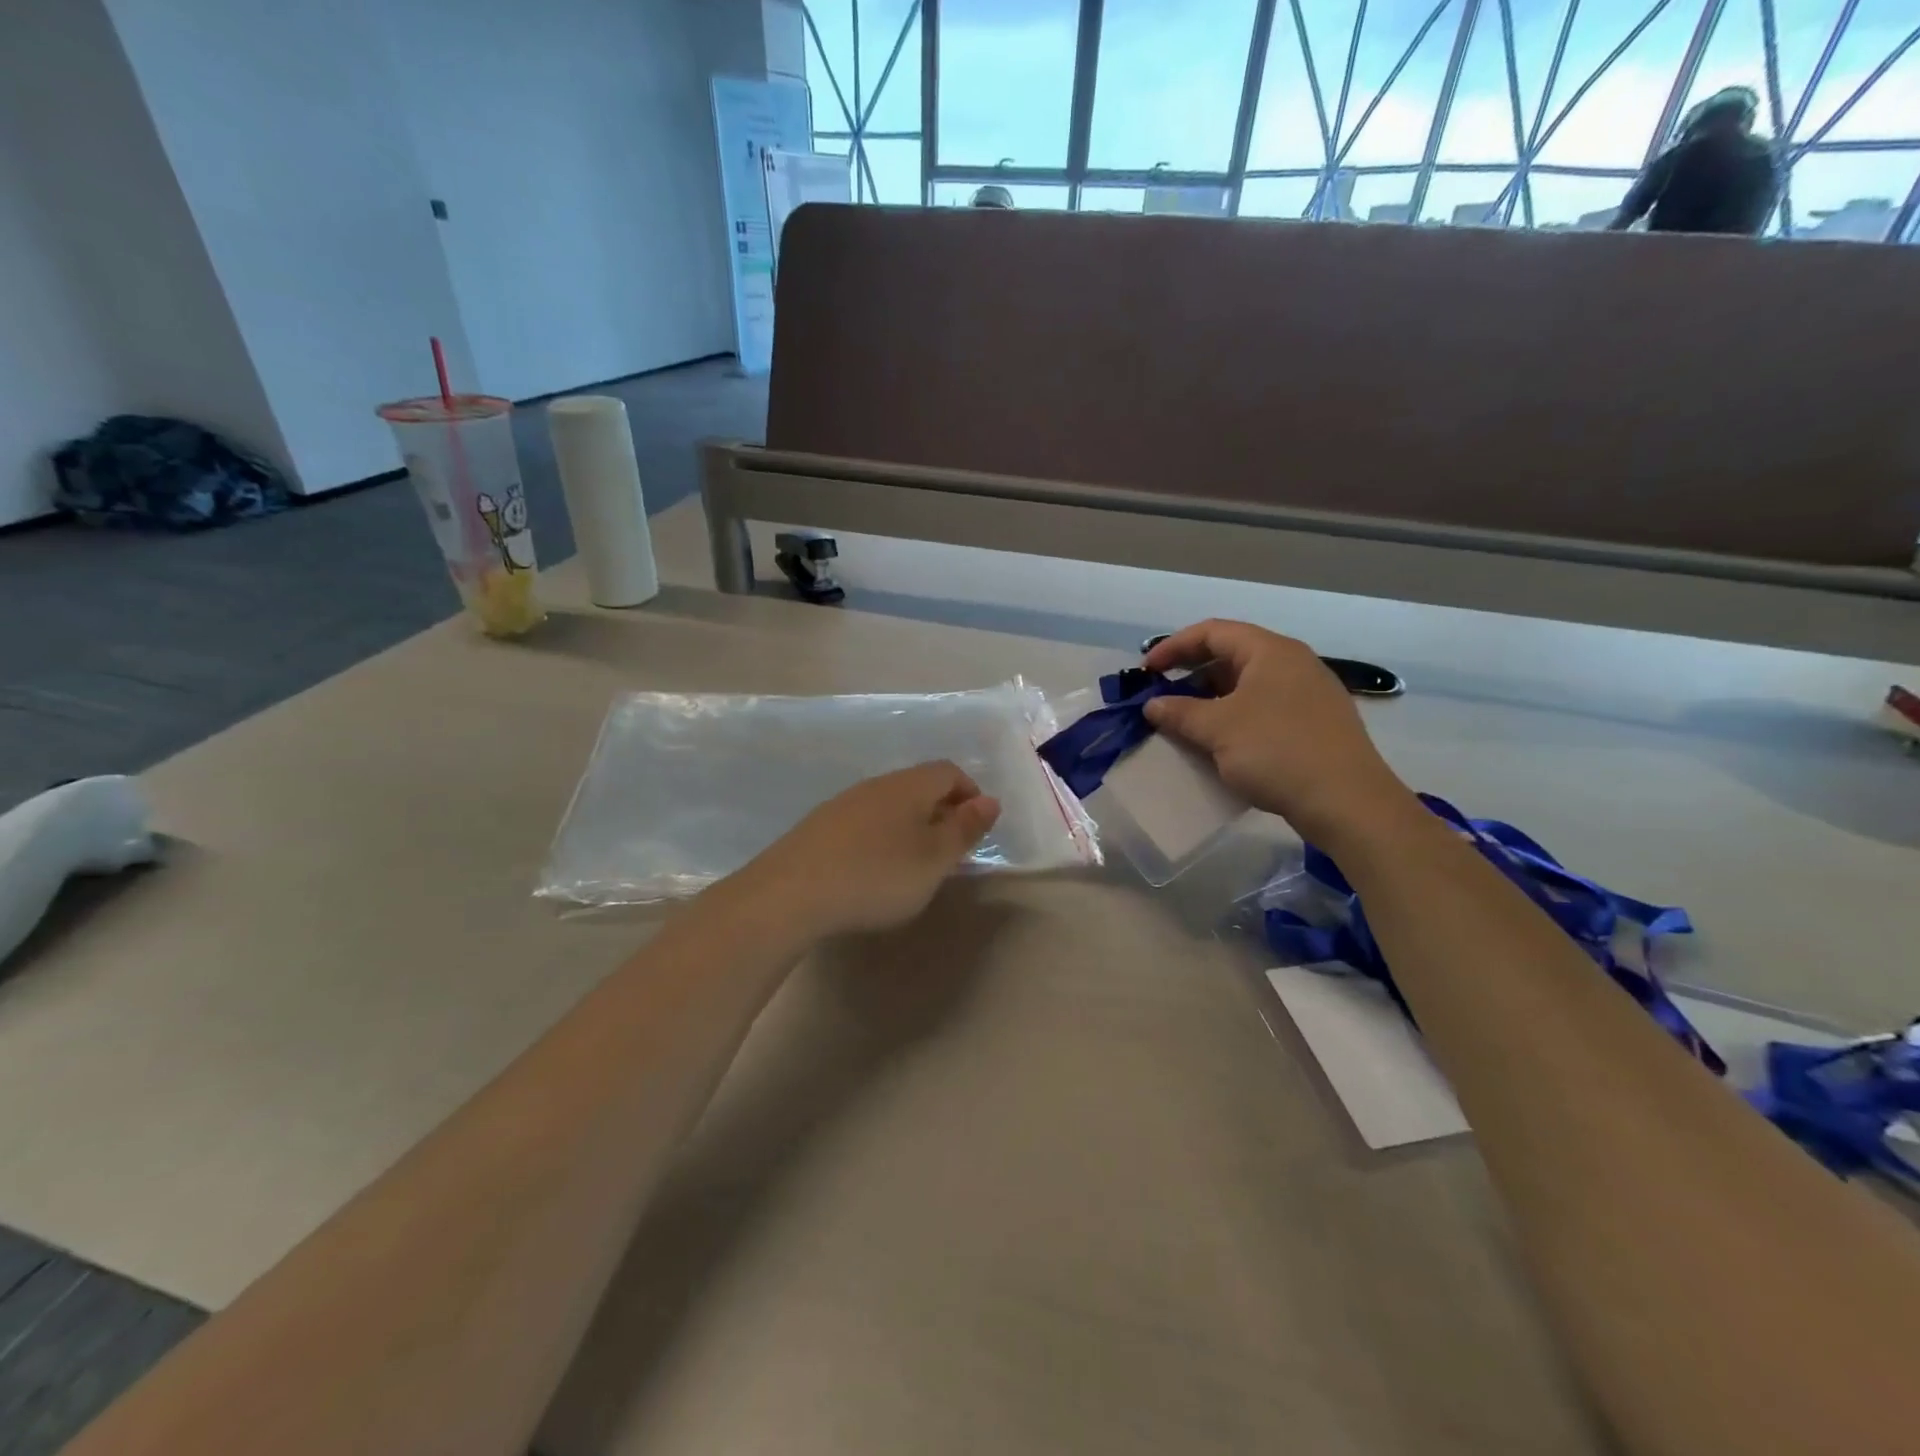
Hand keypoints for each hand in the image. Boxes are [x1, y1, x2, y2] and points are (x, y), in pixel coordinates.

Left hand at [739, 762, 1000, 940]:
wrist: (790, 893)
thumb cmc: (877, 875)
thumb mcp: (934, 859)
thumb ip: (965, 829)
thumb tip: (990, 800)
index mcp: (909, 786)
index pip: (949, 771)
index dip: (970, 793)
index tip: (977, 828)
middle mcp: (876, 785)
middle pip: (918, 785)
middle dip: (941, 810)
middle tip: (950, 849)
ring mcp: (843, 803)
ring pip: (889, 804)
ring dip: (910, 825)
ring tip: (913, 863)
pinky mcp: (818, 827)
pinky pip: (863, 821)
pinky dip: (881, 837)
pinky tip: (872, 868)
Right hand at [1143, 620, 1415, 844]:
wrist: (1347, 801)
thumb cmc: (1277, 751)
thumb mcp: (1217, 730)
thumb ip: (1180, 712)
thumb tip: (1153, 704)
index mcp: (1271, 651)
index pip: (1212, 632)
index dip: (1174, 647)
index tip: (1146, 671)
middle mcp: (1293, 663)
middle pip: (1231, 655)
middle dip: (1191, 674)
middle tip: (1162, 696)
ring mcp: (1308, 694)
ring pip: (1248, 684)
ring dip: (1211, 699)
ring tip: (1186, 722)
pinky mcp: (1315, 723)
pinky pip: (1264, 708)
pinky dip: (1235, 717)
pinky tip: (1221, 743)